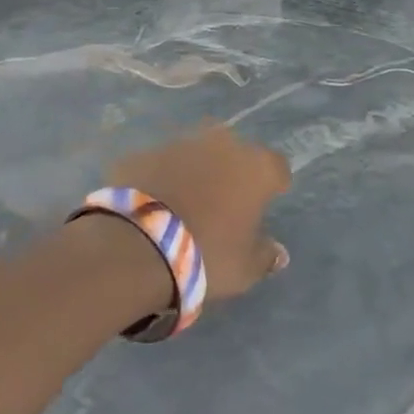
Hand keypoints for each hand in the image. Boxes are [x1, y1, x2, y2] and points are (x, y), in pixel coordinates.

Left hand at [107, 124, 291, 301]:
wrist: (134, 248)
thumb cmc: (206, 255)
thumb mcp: (245, 269)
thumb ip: (265, 256)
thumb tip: (278, 253)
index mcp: (256, 167)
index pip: (277, 167)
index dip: (273, 184)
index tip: (267, 202)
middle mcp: (222, 145)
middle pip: (235, 153)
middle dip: (231, 171)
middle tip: (223, 202)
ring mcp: (179, 144)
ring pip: (195, 154)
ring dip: (194, 172)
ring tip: (184, 203)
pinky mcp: (142, 154)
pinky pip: (159, 165)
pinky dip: (159, 179)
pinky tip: (151, 205)